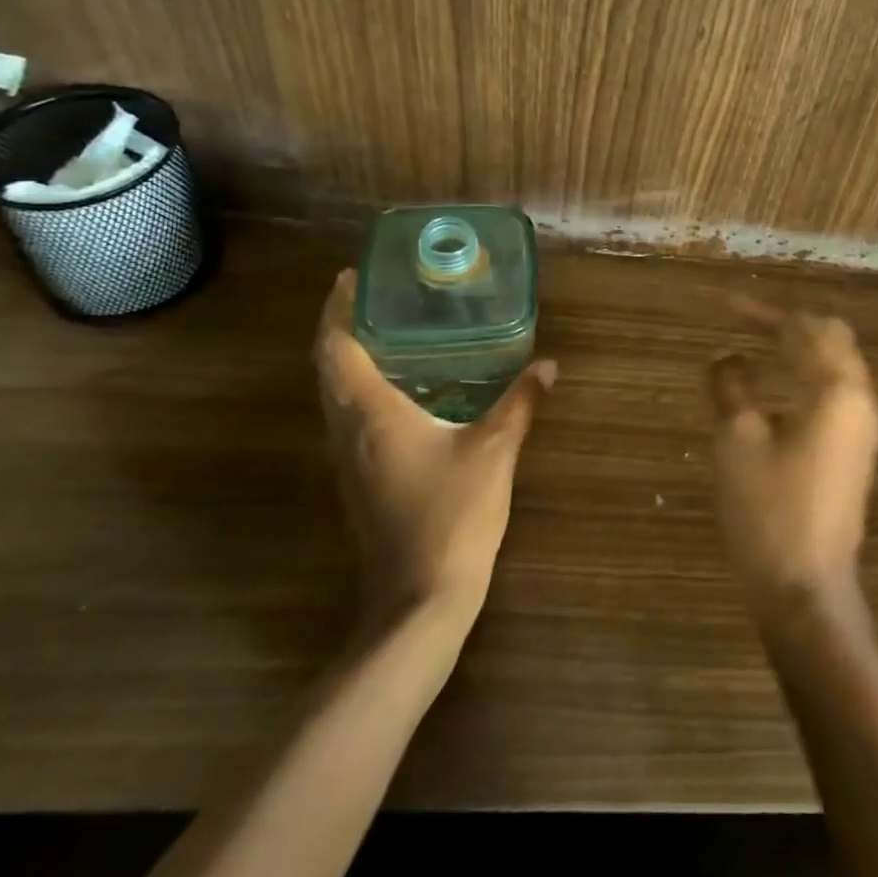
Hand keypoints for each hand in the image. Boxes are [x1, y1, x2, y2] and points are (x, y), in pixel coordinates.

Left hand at [314, 269, 554, 633]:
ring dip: (349, 358)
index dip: (337, 310)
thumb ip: (521, 402)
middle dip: (342, 327)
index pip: (337, 349)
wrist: (420, 599)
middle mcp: (349, 432)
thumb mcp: (495, 450)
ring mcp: (350, 460)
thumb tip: (548, 365)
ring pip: (336, 395)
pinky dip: (362, 388)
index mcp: (372, 414)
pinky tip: (401, 387)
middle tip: (373, 295)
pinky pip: (350, 418)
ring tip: (387, 330)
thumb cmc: (453, 514)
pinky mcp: (360, 480)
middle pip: (329, 368)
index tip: (350, 277)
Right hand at [707, 297, 877, 623]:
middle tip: (745, 319)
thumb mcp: (738, 441)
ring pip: (837, 362)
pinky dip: (807, 373)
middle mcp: (859, 399)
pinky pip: (835, 390)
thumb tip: (725, 357)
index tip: (721, 304)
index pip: (800, 328)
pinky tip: (775, 386)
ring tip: (757, 342)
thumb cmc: (770, 513)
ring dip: (800, 346)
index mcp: (835, 389)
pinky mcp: (855, 449)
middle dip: (789, 321)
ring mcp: (862, 426)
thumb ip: (730, 385)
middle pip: (831, 336)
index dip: (759, 311)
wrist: (807, 591)